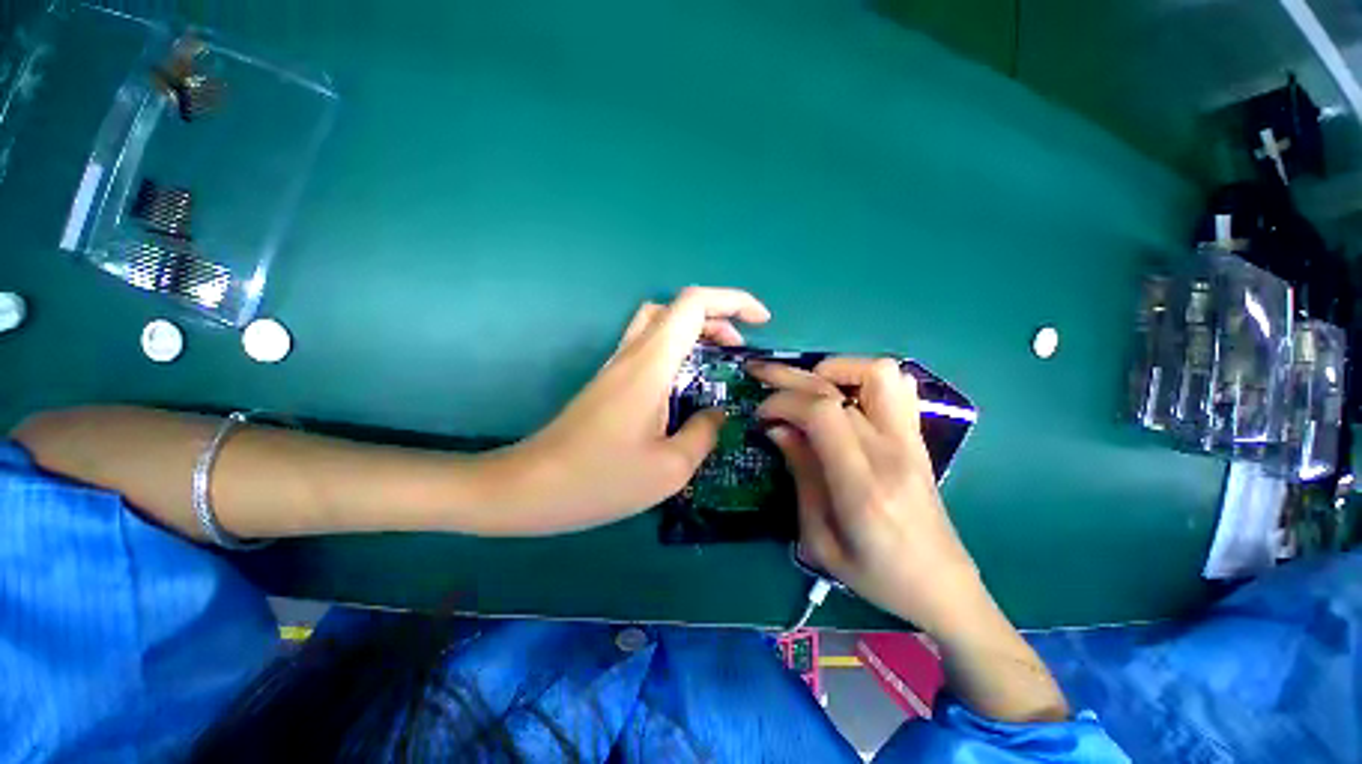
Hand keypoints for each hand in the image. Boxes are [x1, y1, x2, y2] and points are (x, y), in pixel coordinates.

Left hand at [500, 287, 770, 532]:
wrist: (530, 487)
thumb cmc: (600, 480)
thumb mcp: (669, 469)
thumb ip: (703, 434)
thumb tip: (716, 414)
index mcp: (651, 365)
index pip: (694, 305)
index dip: (733, 301)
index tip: (762, 321)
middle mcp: (633, 353)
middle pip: (678, 307)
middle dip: (719, 317)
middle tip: (740, 349)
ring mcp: (617, 365)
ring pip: (661, 322)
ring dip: (696, 330)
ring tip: (718, 360)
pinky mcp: (610, 380)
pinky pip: (650, 345)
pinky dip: (678, 348)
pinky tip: (686, 383)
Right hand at [749, 358, 984, 634]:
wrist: (942, 586)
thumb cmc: (876, 575)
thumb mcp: (819, 540)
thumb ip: (801, 475)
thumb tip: (778, 428)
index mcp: (863, 485)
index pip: (821, 412)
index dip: (782, 402)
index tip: (761, 416)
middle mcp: (891, 450)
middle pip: (839, 385)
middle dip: (790, 374)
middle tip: (761, 376)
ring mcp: (910, 439)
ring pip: (878, 372)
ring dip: (835, 370)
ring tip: (808, 388)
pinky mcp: (917, 437)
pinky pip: (897, 386)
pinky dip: (863, 379)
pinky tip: (842, 397)